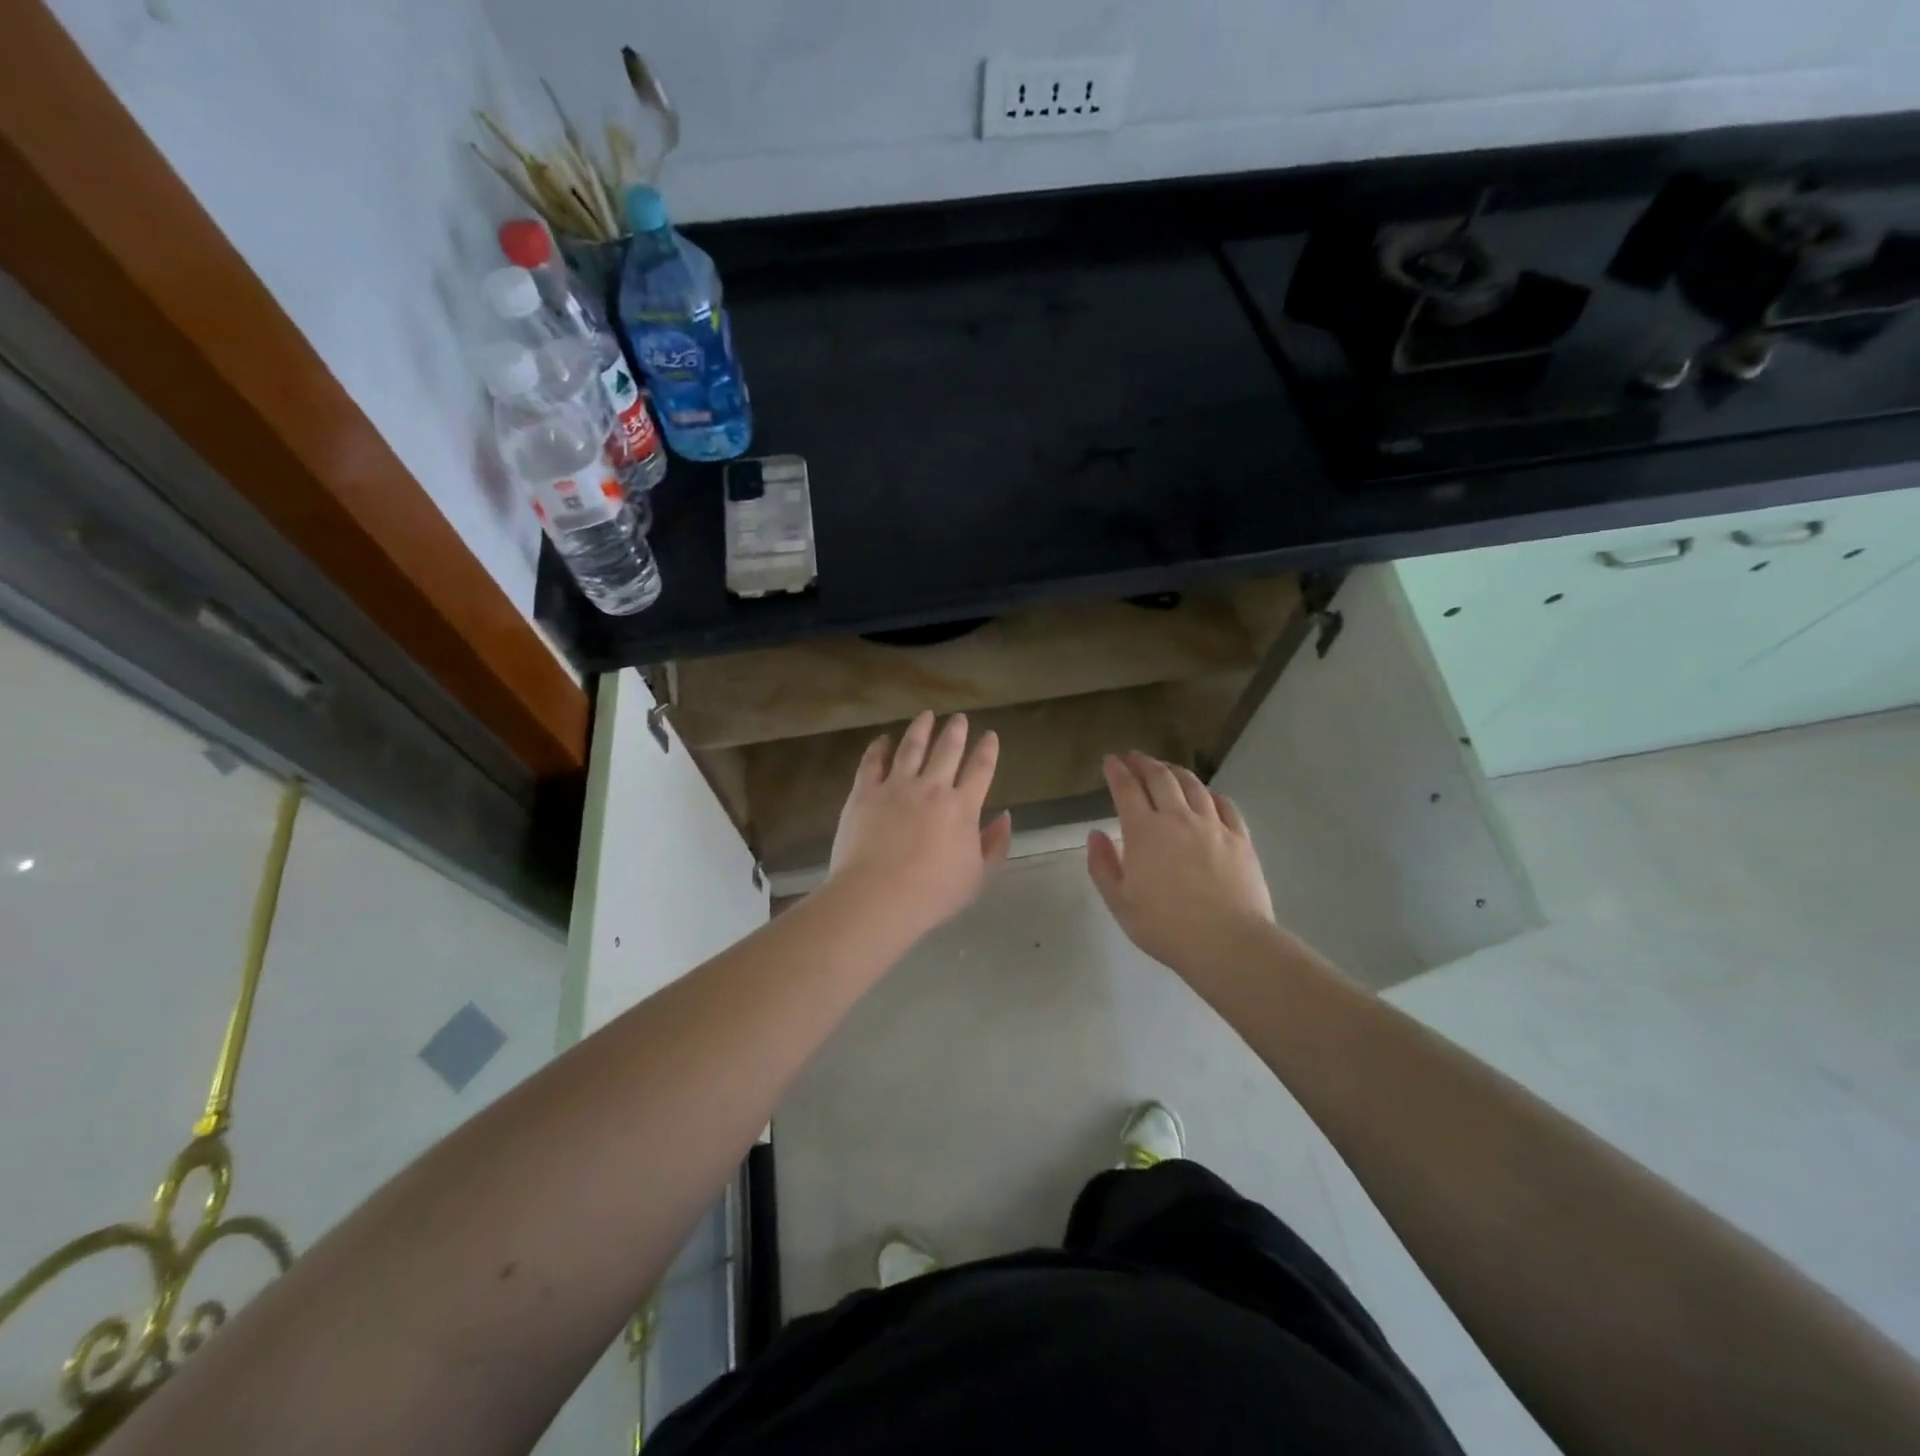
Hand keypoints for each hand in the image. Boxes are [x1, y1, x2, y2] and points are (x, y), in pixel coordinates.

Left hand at [828, 711, 1012, 940]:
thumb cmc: (933, 893)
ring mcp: (896, 786)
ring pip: (911, 747)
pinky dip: (879, 747)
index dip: (987, 750)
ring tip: (926, 715)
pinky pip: (872, 762)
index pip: (980, 769)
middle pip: (947, 750)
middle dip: (956, 731)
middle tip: (959, 717)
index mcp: (963, 808)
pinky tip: (883, 739)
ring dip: (921, 729)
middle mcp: (932, 788)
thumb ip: (995, 845)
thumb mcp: (978, 877)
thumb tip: (1006, 817)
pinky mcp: (865, 792)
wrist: (878, 896)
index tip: (990, 735)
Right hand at [1087, 751, 1274, 976]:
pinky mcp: (1240, 838)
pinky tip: (1207, 794)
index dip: (1116, 771)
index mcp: (1144, 831)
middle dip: (1143, 763)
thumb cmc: (1165, 926)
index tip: (1110, 760)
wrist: (1228, 942)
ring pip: (1193, 785)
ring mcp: (1213, 825)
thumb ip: (1103, 866)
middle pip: (1160, 778)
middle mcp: (1178, 818)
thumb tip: (1096, 834)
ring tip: (1167, 768)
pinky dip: (1210, 793)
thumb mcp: (1120, 902)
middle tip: (1134, 757)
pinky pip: (1225, 804)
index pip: (1126, 789)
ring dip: (1175, 771)